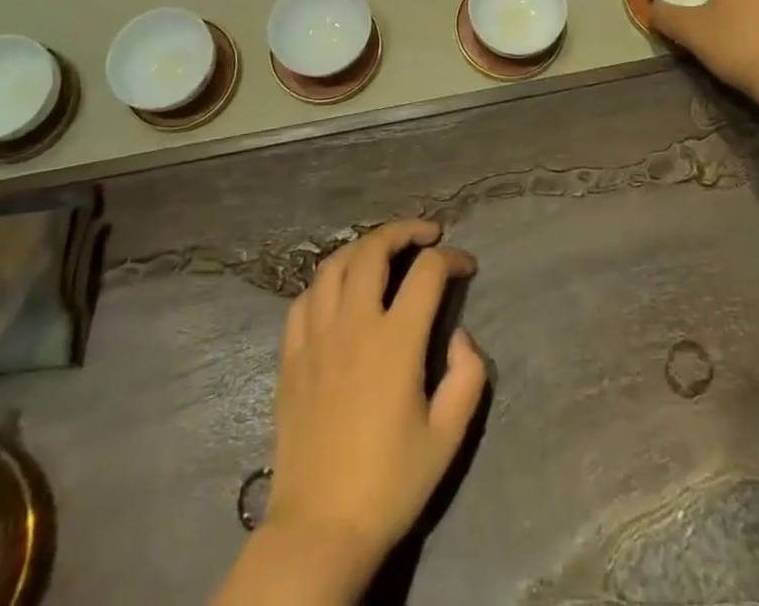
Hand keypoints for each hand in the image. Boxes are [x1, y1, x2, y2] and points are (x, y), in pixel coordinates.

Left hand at [264, 219, 486, 594]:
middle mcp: (353, 325)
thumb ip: (467, 377)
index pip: (427, 272)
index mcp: (395, 342)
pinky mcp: (291, 355)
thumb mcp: (448, 438)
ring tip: (383, 251)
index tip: (466, 265)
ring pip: (334, 264)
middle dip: (404, 230)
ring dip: (363, 247)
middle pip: (374, 249)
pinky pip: (304, 298)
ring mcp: (316, 336)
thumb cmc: (390, 484)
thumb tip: (459, 335)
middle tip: (425, 234)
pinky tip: (339, 291)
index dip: (452, 258)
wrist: (320, 528)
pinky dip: (326, 281)